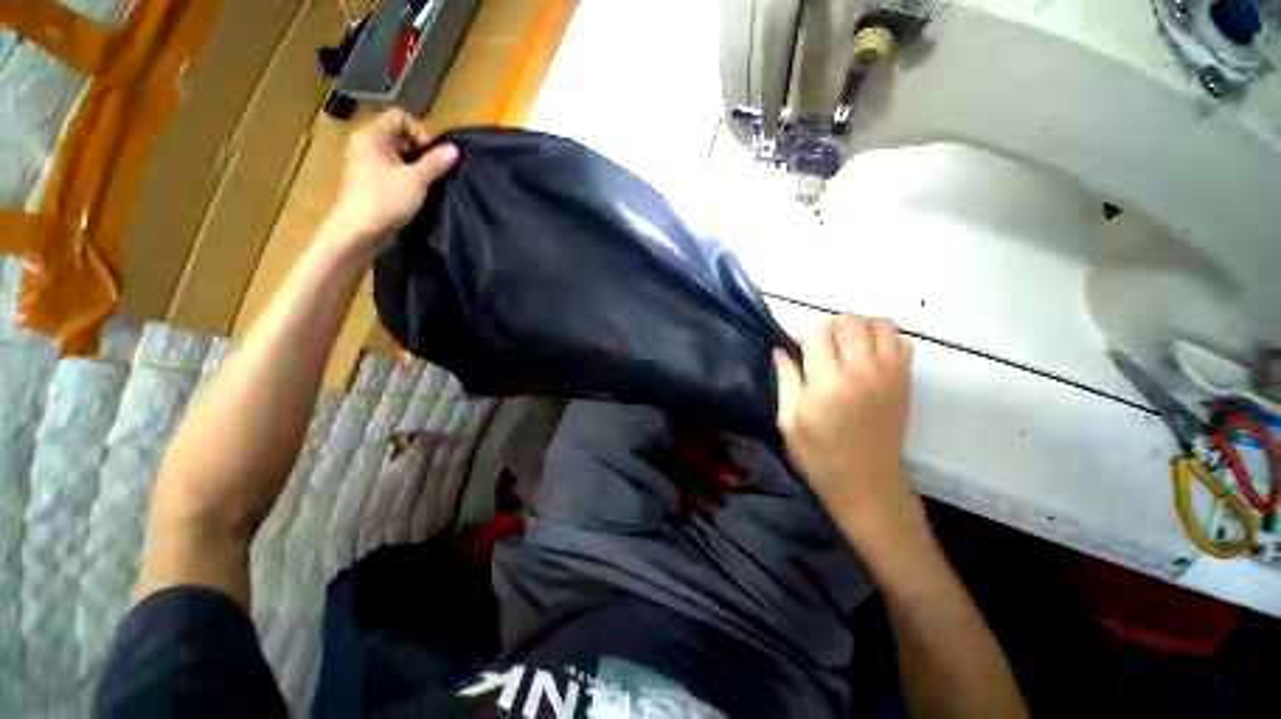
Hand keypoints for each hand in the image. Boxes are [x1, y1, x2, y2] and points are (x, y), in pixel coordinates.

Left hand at [326, 109, 458, 249]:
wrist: (359, 231)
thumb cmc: (385, 200)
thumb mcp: (416, 180)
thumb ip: (435, 163)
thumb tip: (454, 149)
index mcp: (372, 135)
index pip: (400, 117)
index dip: (421, 132)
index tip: (433, 155)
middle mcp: (367, 144)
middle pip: (400, 135)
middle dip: (422, 151)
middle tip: (436, 171)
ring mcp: (368, 163)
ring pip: (399, 154)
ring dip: (417, 166)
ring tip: (430, 182)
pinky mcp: (372, 181)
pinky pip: (394, 169)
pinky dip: (409, 176)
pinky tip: (419, 191)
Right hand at [774, 314, 920, 546]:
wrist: (867, 484)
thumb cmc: (819, 455)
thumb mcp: (788, 421)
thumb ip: (785, 380)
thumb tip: (780, 350)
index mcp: (827, 381)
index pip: (817, 331)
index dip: (802, 335)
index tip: (796, 349)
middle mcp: (862, 370)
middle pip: (848, 320)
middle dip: (828, 327)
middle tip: (819, 349)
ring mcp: (889, 373)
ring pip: (878, 323)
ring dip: (857, 328)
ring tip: (845, 348)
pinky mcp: (905, 381)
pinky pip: (902, 341)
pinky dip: (884, 340)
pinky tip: (869, 357)